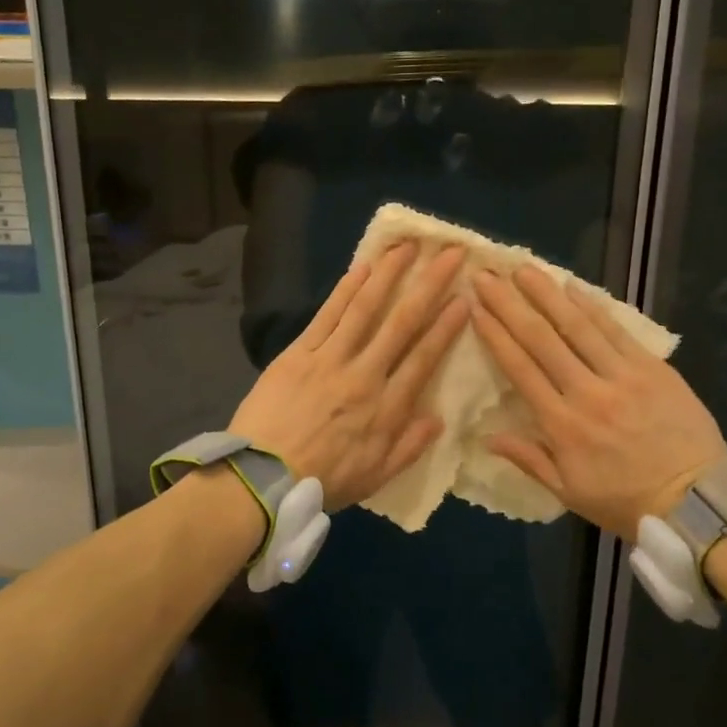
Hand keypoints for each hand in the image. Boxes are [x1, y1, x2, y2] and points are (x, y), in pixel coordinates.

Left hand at [231, 242, 468, 509]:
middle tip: (449, 254)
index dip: (446, 327)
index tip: (464, 298)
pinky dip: (346, 289)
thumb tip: (439, 419)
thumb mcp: (375, 477)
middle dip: (429, 285)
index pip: (424, 359)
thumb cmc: (321, 481)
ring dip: (388, 273)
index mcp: (386, 409)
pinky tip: (362, 266)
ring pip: (365, 308)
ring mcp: (330, 359)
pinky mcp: (299, 353)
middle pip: (402, 323)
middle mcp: (364, 376)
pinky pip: (327, 315)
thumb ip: (409, 447)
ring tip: (407, 246)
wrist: (261, 479)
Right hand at [470, 265, 726, 538]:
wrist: (697, 502)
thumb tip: (487, 436)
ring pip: (577, 327)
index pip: (520, 369)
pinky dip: (593, 307)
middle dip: (510, 304)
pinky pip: (617, 331)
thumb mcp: (569, 492)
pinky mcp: (652, 368)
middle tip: (487, 275)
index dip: (495, 335)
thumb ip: (529, 460)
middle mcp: (587, 392)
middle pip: (541, 339)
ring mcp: (622, 376)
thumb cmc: (626, 501)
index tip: (475, 308)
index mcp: (562, 425)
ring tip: (523, 269)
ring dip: (547, 294)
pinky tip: (572, 286)